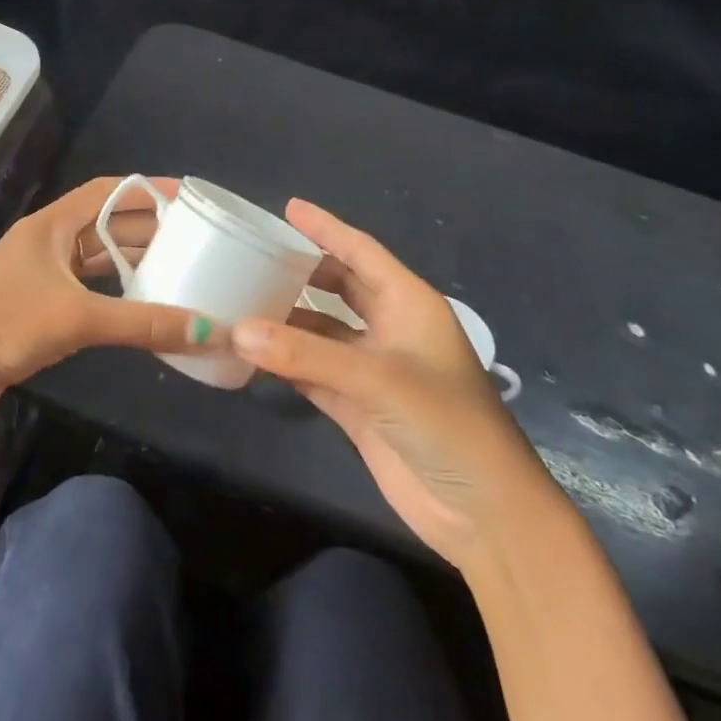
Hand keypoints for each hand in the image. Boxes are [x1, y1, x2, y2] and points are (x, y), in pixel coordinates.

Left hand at [0, 176, 224, 432]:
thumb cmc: (3, 325)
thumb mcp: (77, 318)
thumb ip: (142, 323)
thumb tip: (209, 331)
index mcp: (50, 226)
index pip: (107, 191)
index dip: (148, 190)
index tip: (189, 198)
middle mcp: (47, 244)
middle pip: (106, 225)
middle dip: (150, 229)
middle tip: (198, 239)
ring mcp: (41, 278)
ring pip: (98, 261)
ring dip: (135, 263)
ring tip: (183, 270)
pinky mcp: (39, 311)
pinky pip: (89, 293)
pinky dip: (118, 297)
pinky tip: (145, 308)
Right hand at [234, 201, 568, 570]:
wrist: (483, 512)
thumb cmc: (446, 425)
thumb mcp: (378, 380)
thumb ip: (306, 355)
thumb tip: (237, 330)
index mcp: (409, 305)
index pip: (361, 252)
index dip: (326, 228)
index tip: (288, 207)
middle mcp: (390, 329)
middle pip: (339, 287)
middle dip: (301, 271)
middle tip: (253, 255)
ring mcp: (372, 369)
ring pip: (321, 332)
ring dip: (285, 320)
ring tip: (239, 301)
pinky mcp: (357, 406)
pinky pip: (311, 371)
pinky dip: (283, 362)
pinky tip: (250, 353)